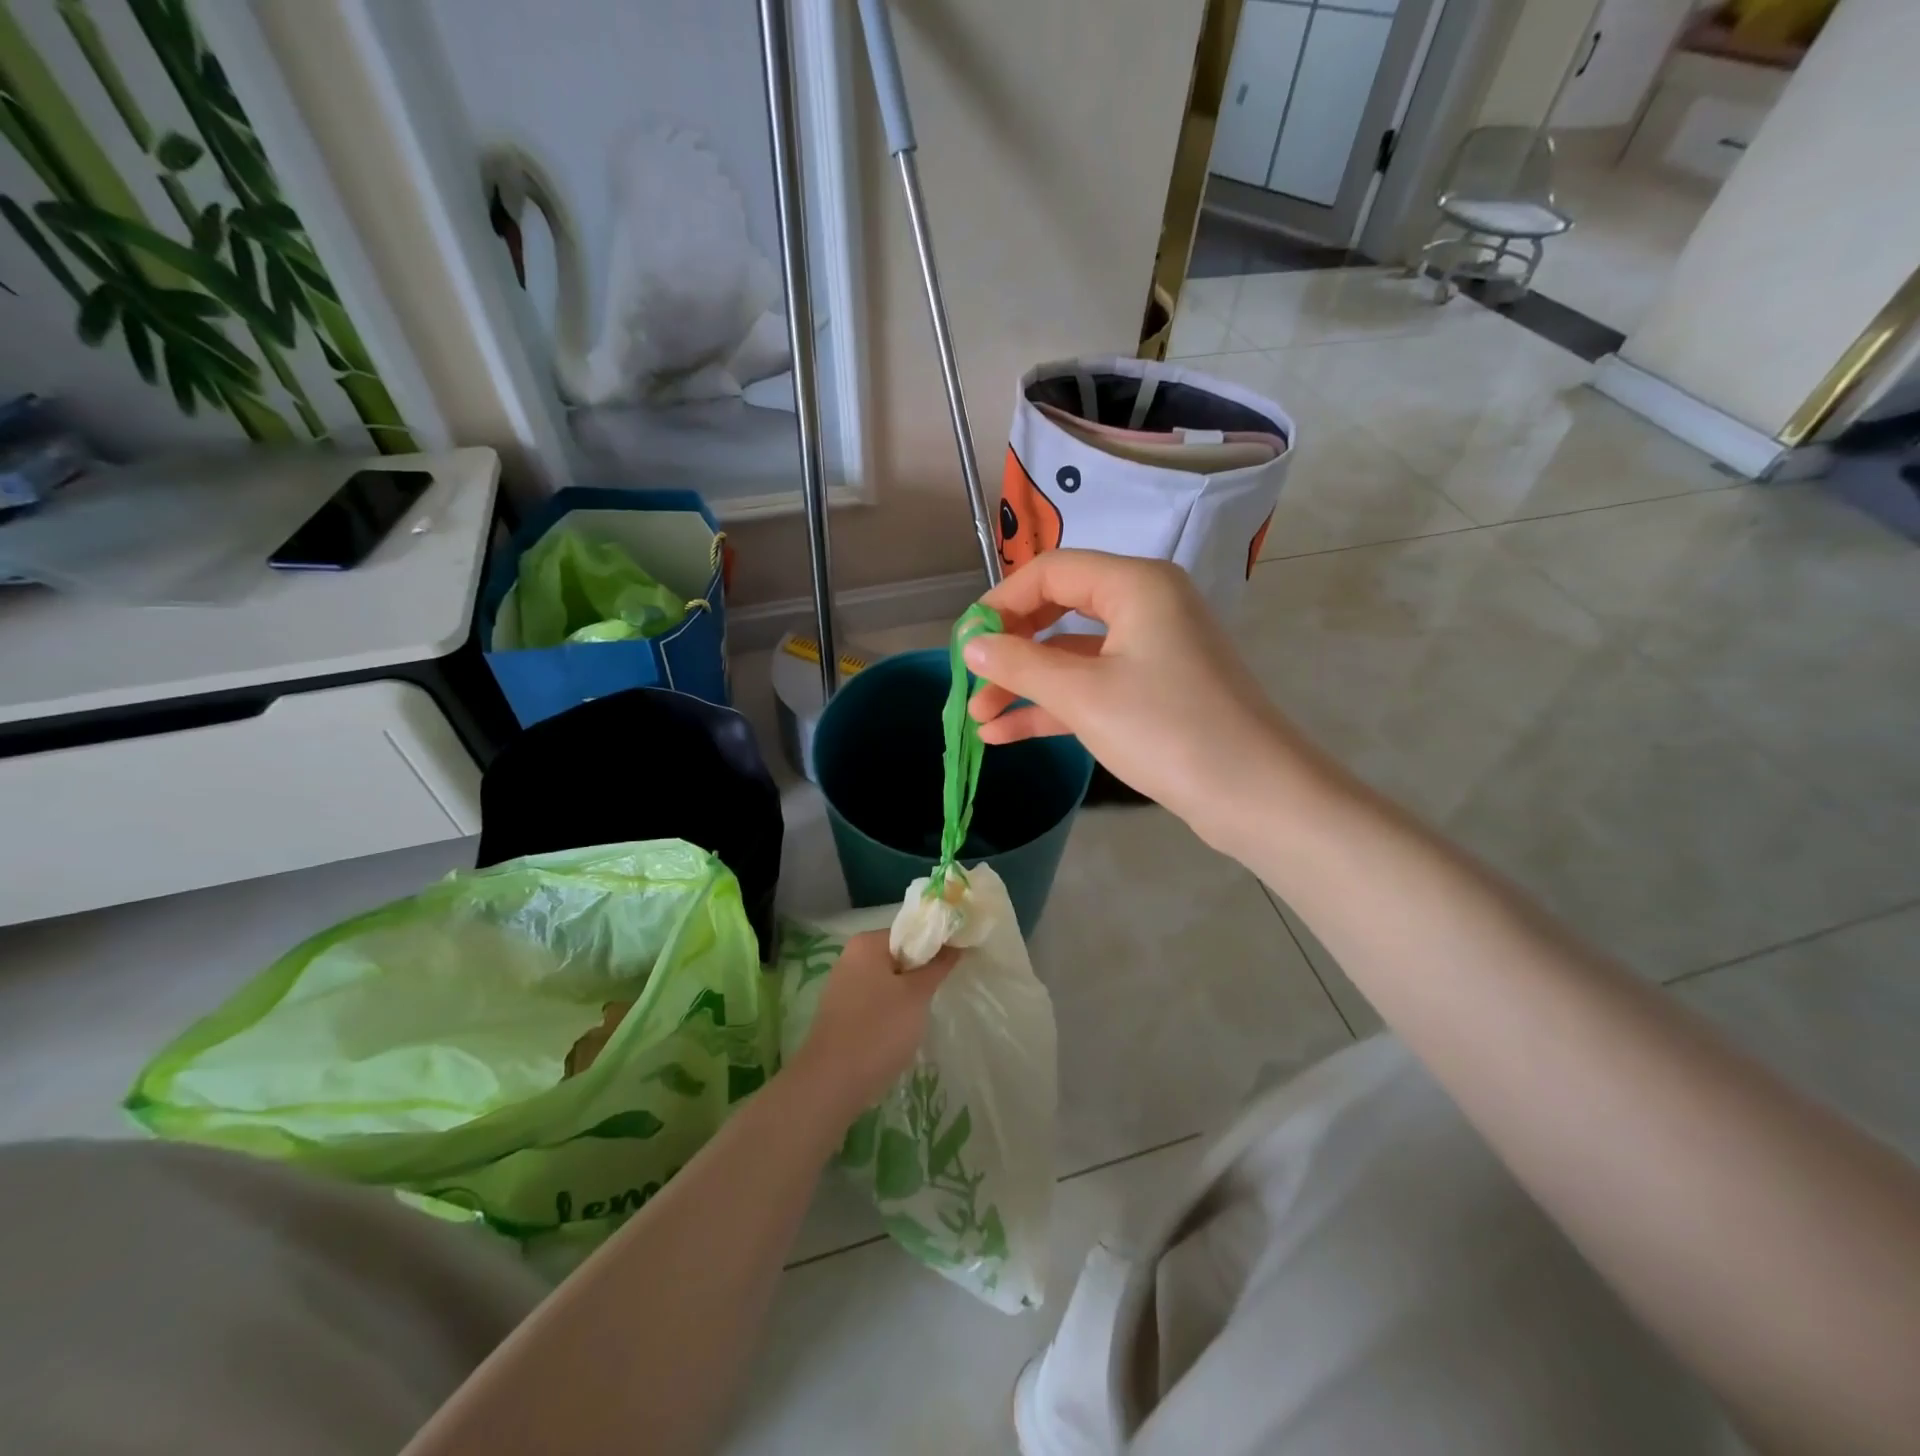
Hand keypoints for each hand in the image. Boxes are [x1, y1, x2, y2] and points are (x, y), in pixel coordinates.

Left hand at [789, 931, 959, 1119]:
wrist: (831, 1083)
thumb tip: (955, 944)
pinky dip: (891, 1009)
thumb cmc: (879, 1030)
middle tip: (942, 989)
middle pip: (898, 954)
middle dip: (921, 972)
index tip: (957, 961)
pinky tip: (901, 1030)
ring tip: (924, 1013)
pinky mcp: (840, 1012)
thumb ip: (938, 966)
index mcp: (867, 943)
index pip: (911, 932)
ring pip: (887, 980)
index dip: (936, 944)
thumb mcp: (917, 995)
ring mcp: (843, 985)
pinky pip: (875, 1000)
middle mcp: (851, 957)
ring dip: (907, 993)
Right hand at [965, 551, 1324, 849]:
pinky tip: (1005, 733)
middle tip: (970, 681)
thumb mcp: (1084, 695)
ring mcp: (1151, 650)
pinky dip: (1053, 706)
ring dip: (1025, 684)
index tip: (964, 641)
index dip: (1001, 602)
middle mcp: (1146, 605)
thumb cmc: (1167, 730)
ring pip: (1072, 654)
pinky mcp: (1154, 691)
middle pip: (1058, 610)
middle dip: (1010, 649)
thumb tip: (971, 646)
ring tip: (977, 718)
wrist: (1255, 795)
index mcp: (1135, 584)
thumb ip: (1020, 664)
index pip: (1050, 571)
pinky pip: (1092, 685)